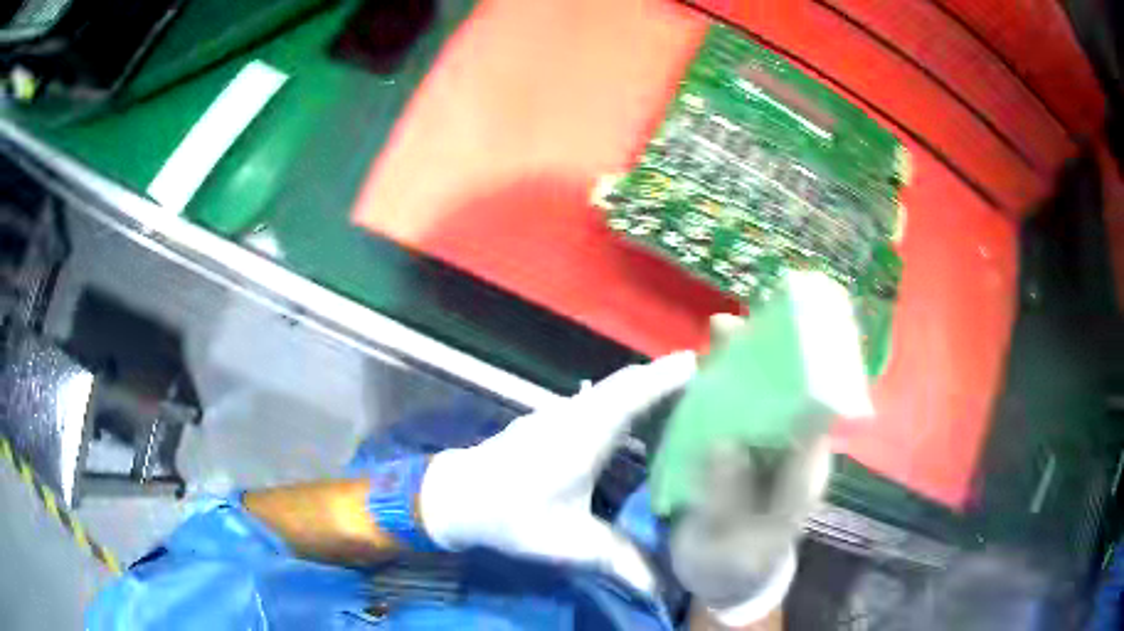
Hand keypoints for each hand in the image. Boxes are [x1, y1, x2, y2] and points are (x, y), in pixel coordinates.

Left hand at [419, 351, 696, 590]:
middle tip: (709, 382)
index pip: (633, 393)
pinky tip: (639, 422)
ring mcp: (561, 413)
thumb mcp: (569, 544)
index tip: (704, 364)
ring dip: (646, 387)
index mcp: (584, 435)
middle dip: (666, 377)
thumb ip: (620, 561)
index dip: (669, 376)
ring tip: (684, 399)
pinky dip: (626, 400)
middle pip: (627, 383)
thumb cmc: (512, 516)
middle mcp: (576, 414)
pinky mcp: (552, 420)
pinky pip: (600, 399)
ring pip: (612, 389)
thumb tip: (663, 588)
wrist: (456, 497)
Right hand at [671, 315, 833, 627]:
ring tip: (719, 333)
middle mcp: (792, 454)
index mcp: (801, 474)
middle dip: (766, 360)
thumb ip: (728, 499)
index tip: (776, 344)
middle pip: (787, 397)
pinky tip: (705, 369)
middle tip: (729, 328)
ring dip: (743, 366)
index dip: (799, 378)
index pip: (811, 417)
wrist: (725, 576)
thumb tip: (724, 445)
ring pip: (763, 400)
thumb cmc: (732, 563)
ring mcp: (768, 451)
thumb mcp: (728, 543)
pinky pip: (740, 412)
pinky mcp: (747, 451)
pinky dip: (724, 388)